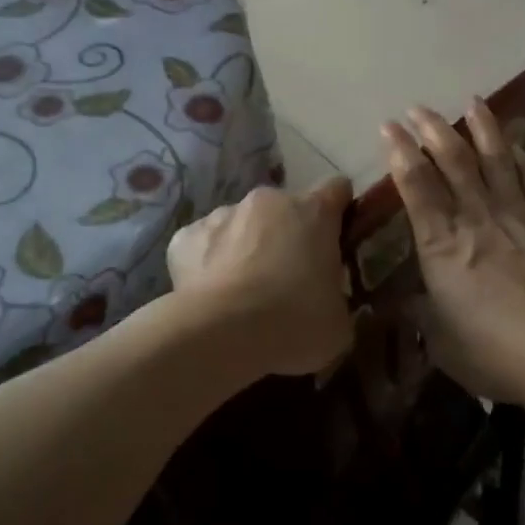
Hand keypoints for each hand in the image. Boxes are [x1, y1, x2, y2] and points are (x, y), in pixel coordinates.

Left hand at [166, 177, 354, 379]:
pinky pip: (203, 244)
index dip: (339, 212)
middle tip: (289, 279)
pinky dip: (208, 263)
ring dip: (247, 247)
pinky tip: (211, 296)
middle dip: (288, 234)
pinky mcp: (185, 237)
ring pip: (241, 224)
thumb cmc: (295, 322)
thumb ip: (337, 299)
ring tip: (244, 293)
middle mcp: (268, 201)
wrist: (222, 335)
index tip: (338, 239)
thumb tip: (328, 303)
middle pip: (285, 208)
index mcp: (314, 212)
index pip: (337, 189)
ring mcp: (223, 214)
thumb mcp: (338, 323)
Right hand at [382, 102, 524, 408]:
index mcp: (441, 244)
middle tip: (418, 108)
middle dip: (433, 130)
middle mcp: (476, 218)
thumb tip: (408, 303)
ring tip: (472, 102)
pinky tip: (513, 143)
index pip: (416, 186)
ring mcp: (516, 216)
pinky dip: (520, 157)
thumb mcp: (440, 340)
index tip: (388, 127)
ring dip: (481, 128)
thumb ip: (422, 314)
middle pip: (453, 161)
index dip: (399, 152)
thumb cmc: (491, 352)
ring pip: (495, 160)